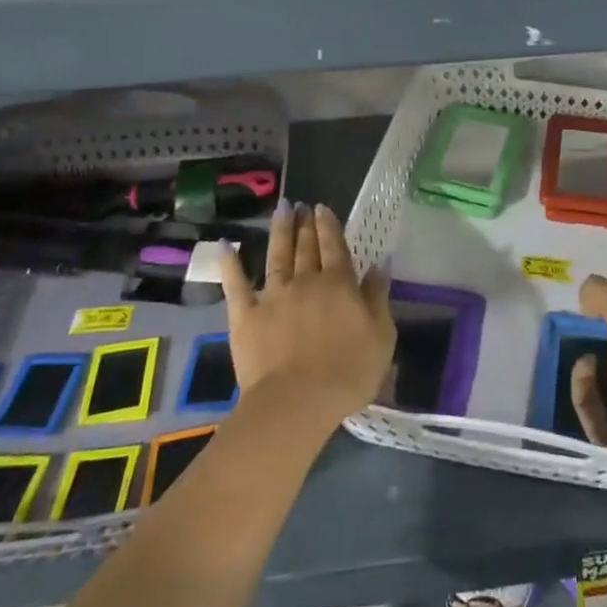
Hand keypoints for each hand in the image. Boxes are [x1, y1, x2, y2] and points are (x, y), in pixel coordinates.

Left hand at [218, 201, 394, 433]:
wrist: (297, 401)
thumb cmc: (348, 372)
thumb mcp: (381, 336)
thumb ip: (378, 298)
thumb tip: (380, 265)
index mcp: (339, 284)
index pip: (335, 247)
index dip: (329, 225)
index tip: (322, 208)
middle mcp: (305, 281)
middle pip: (305, 247)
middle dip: (305, 224)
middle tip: (301, 204)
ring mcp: (273, 296)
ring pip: (277, 256)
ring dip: (279, 231)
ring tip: (281, 210)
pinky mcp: (245, 316)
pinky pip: (236, 285)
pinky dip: (230, 264)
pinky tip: (225, 245)